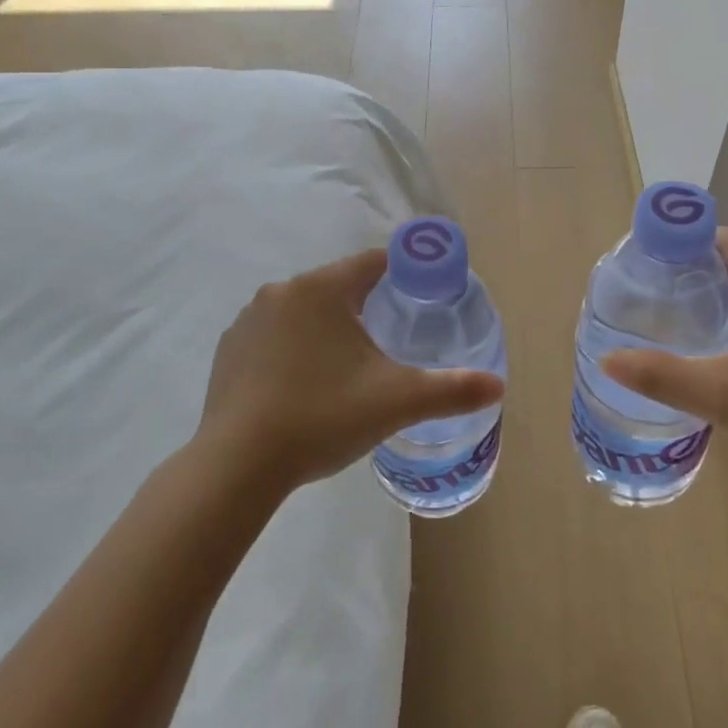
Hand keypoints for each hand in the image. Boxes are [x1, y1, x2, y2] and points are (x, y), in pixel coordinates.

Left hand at [195, 249, 504, 494]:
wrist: (238, 465)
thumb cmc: (323, 417)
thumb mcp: (398, 402)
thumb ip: (452, 389)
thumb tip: (498, 386)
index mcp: (323, 289)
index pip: (375, 262)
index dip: (405, 273)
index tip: (425, 295)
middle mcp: (282, 291)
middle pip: (339, 286)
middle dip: (368, 305)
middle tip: (392, 341)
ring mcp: (249, 319)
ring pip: (305, 311)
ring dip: (329, 328)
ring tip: (348, 369)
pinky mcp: (229, 349)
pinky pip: (274, 335)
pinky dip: (294, 349)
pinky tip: (303, 386)